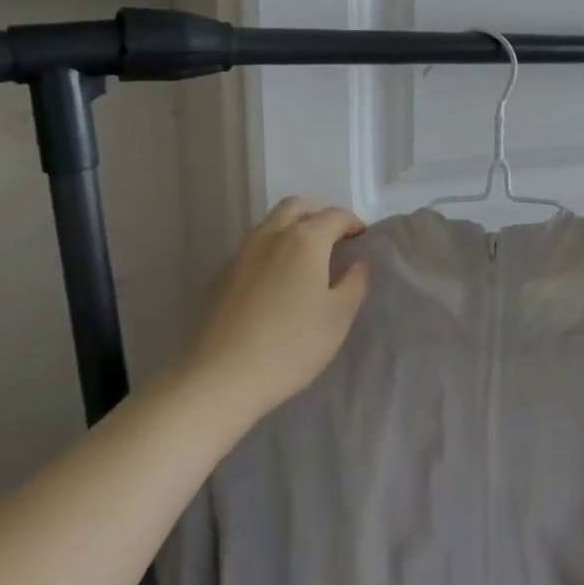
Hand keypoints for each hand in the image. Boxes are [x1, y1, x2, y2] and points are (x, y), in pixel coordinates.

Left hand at [189, 196, 370, 411]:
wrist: (221, 378)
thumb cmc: (291, 345)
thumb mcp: (338, 316)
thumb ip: (355, 282)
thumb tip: (358, 262)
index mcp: (304, 240)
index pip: (335, 216)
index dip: (353, 223)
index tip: (362, 238)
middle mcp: (271, 235)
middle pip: (297, 207)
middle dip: (319, 214)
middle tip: (334, 237)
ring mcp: (241, 253)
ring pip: (271, 223)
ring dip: (293, 227)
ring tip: (305, 256)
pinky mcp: (221, 275)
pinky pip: (253, 246)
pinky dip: (272, 248)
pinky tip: (276, 279)